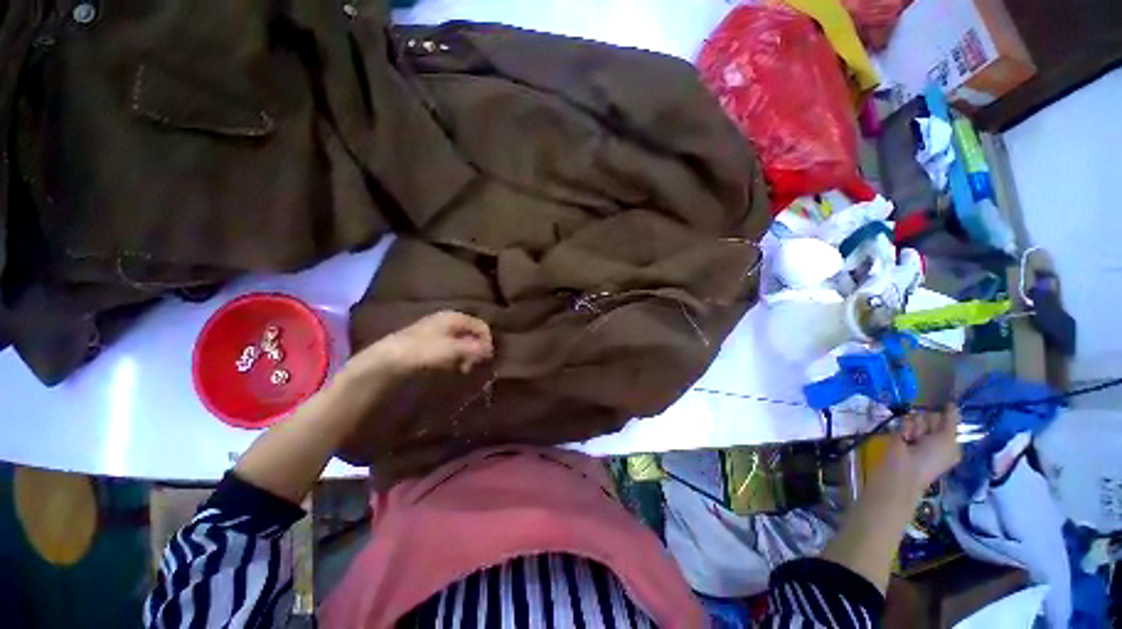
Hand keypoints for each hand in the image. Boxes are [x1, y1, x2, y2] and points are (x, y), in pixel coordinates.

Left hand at [343, 311, 493, 381]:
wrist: (383, 364)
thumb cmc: (421, 352)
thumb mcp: (452, 350)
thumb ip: (475, 349)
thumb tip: (491, 350)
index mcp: (453, 316)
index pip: (481, 326)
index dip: (487, 342)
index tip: (486, 360)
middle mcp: (446, 320)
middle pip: (472, 334)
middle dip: (476, 350)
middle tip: (471, 366)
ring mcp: (436, 332)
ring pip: (462, 343)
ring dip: (466, 357)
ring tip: (461, 370)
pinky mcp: (427, 346)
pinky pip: (450, 350)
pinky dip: (455, 359)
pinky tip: (449, 369)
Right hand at [887, 404, 962, 490]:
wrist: (904, 467)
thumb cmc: (931, 457)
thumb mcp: (948, 439)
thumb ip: (950, 421)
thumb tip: (952, 403)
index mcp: (948, 440)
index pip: (948, 420)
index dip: (947, 415)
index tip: (946, 406)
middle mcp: (933, 436)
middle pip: (933, 416)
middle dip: (930, 423)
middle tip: (927, 435)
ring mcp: (916, 433)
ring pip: (918, 416)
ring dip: (917, 426)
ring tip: (913, 438)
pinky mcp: (900, 430)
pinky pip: (905, 420)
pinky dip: (906, 427)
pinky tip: (905, 436)